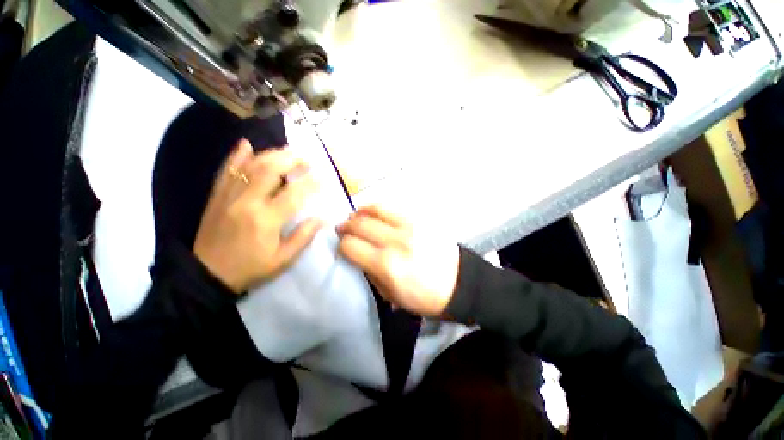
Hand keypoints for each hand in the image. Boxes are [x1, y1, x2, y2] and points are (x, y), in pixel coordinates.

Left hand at [193, 139, 321, 292]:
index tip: (323, 178)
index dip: (311, 183)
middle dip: (291, 160)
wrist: (207, 275)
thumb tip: (322, 218)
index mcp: (265, 220)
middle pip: (270, 171)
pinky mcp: (216, 196)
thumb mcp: (283, 259)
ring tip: (287, 151)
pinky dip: (236, 156)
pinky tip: (246, 144)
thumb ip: (304, 237)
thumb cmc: (250, 268)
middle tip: (306, 159)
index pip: (293, 194)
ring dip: (270, 154)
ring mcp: (228, 196)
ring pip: (249, 166)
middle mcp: (246, 202)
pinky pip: (226, 171)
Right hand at [337, 205, 459, 315]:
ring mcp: (409, 226)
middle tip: (342, 229)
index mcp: (387, 265)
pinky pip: (391, 207)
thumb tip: (357, 255)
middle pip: (359, 224)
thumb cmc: (424, 297)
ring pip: (374, 209)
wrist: (459, 283)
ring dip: (359, 212)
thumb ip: (370, 272)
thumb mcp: (391, 295)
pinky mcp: (419, 219)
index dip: (341, 245)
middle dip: (346, 226)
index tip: (341, 246)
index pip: (351, 246)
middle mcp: (395, 241)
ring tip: (356, 217)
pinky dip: (376, 208)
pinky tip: (373, 214)